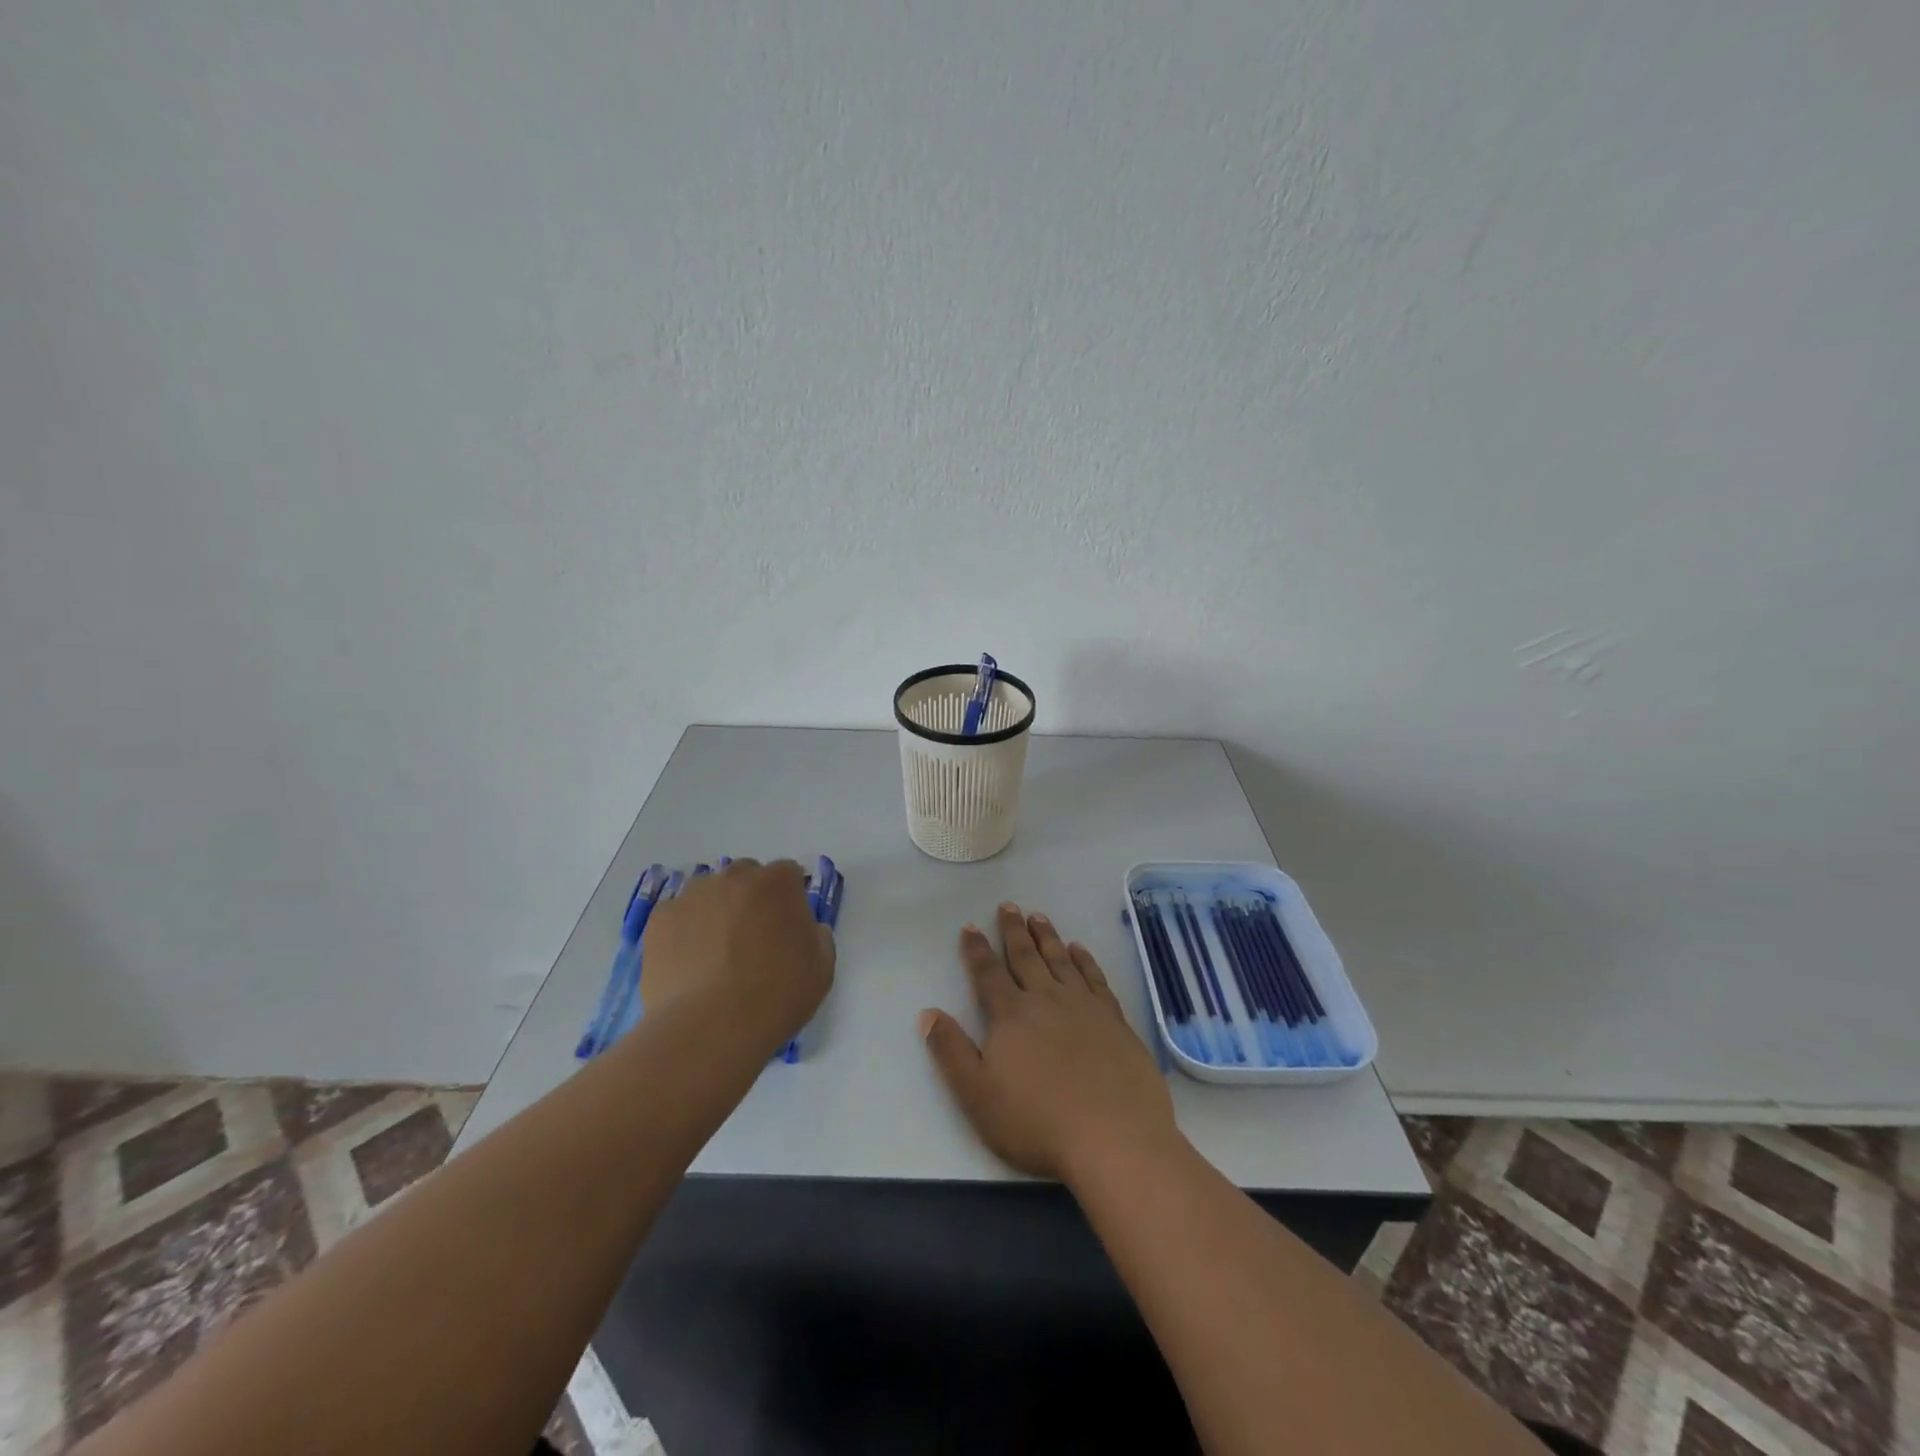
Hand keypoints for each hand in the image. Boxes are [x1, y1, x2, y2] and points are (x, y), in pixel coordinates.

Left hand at [639, 859, 834, 1056]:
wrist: (709, 1028)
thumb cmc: (776, 997)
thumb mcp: (821, 970)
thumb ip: (818, 937)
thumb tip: (806, 929)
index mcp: (778, 882)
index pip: (787, 875)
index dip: (788, 900)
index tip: (786, 929)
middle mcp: (734, 876)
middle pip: (745, 877)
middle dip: (750, 900)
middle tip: (751, 941)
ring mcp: (692, 895)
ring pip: (708, 894)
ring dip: (715, 913)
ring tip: (714, 956)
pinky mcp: (659, 919)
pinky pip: (677, 917)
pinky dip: (684, 933)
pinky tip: (688, 966)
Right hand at [918, 903, 1178, 1182]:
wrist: (1114, 1137)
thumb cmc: (1037, 1122)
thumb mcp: (978, 1095)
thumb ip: (951, 1052)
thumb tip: (928, 1013)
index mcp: (1011, 1015)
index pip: (988, 974)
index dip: (976, 950)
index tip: (971, 927)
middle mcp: (1046, 999)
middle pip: (1025, 957)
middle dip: (1013, 931)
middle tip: (1008, 906)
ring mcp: (1084, 1006)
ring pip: (1060, 960)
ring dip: (1047, 936)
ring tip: (1038, 917)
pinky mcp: (1114, 1020)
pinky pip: (1095, 978)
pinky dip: (1085, 960)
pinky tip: (1080, 950)